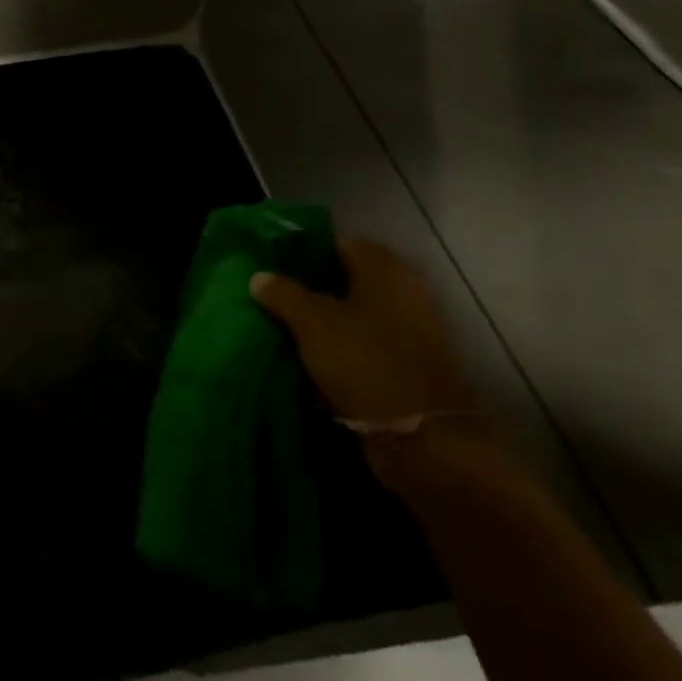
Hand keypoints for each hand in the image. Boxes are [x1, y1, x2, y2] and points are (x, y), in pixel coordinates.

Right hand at [251, 238, 479, 427]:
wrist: (422, 436)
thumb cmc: (365, 362)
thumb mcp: (312, 323)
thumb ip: (283, 294)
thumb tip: (259, 276)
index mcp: (385, 269)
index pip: (339, 244)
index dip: (304, 252)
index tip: (272, 265)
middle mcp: (404, 291)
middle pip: (348, 280)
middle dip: (311, 288)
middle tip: (272, 297)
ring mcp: (411, 329)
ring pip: (355, 314)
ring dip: (324, 321)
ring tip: (284, 329)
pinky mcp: (409, 364)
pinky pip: (364, 344)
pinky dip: (340, 348)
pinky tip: (310, 358)